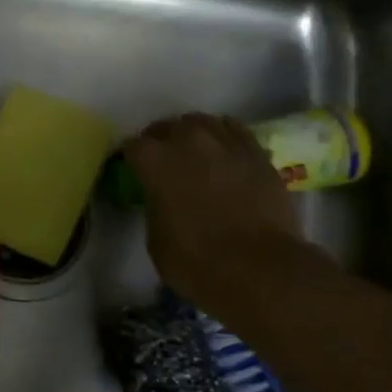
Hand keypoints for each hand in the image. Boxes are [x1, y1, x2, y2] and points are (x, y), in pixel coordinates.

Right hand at [123, 113, 314, 303]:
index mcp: (156, 163)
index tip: (132, 169)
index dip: (131, 157)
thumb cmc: (197, 261)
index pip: (133, 145)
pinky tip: (223, 151)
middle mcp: (190, 143)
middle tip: (162, 158)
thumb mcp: (156, 238)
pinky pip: (236, 131)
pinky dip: (224, 136)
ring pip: (204, 122)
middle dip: (161, 139)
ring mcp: (228, 146)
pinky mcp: (259, 156)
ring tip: (194, 149)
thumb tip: (162, 198)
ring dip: (193, 133)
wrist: (260, 269)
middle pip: (168, 126)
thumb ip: (155, 206)